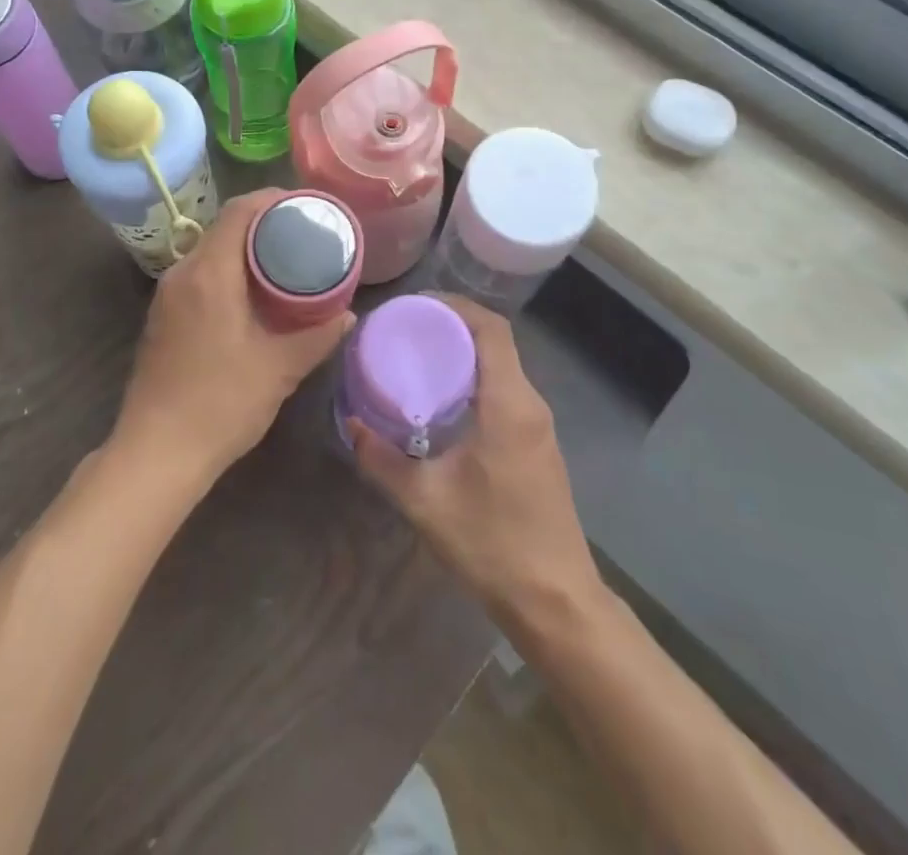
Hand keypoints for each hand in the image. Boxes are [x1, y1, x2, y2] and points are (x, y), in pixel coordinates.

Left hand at [113, 189, 354, 488]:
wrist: (156, 453)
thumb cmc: (221, 404)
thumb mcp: (280, 369)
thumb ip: (318, 335)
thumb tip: (349, 313)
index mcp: (209, 273)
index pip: (239, 211)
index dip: (272, 200)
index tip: (306, 206)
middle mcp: (183, 273)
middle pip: (224, 227)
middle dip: (264, 224)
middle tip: (305, 235)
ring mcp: (167, 296)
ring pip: (210, 252)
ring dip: (245, 249)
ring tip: (285, 262)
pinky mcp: (163, 317)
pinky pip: (200, 275)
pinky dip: (228, 271)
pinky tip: (253, 295)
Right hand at [350, 297, 596, 620]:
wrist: (556, 603)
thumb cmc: (492, 543)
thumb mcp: (424, 500)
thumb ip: (382, 458)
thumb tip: (352, 424)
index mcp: (509, 404)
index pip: (491, 329)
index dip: (456, 307)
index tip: (416, 305)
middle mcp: (530, 404)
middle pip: (496, 343)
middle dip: (453, 327)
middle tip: (406, 331)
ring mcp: (539, 427)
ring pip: (502, 368)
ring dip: (464, 354)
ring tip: (417, 359)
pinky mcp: (537, 447)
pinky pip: (505, 392)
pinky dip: (475, 381)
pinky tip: (443, 403)